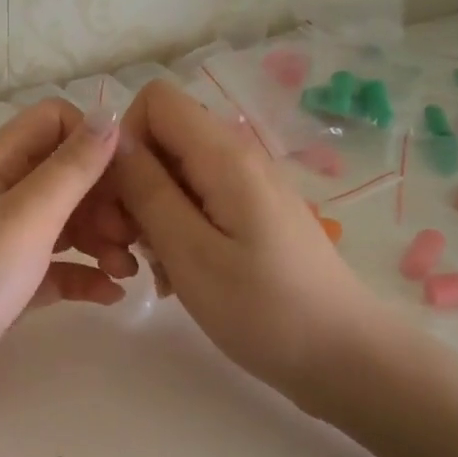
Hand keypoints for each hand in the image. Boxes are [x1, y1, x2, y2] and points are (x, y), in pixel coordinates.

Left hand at [0, 99, 138, 408]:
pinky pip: (57, 266)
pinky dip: (85, 274)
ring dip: (102, 238)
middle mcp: (0, 194)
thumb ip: (71, 167)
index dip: (93, 140)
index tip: (127, 178)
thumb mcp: (27, 216)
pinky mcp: (10, 282)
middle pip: (66, 174)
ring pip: (65, 221)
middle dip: (105, 198)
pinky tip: (111, 294)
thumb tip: (109, 116)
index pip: (53, 122)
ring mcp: (3, 240)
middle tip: (132, 235)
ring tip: (128, 271)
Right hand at [111, 80, 381, 403]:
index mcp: (224, 155)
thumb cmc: (263, 309)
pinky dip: (175, 230)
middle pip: (162, 138)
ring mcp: (247, 186)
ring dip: (150, 213)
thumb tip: (114, 142)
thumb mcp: (190, 253)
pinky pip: (197, 201)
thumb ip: (147, 190)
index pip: (155, 99)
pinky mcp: (252, 213)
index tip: (120, 197)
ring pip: (175, 173)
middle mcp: (237, 156)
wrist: (343, 357)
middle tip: (128, 245)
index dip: (126, 140)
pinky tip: (177, 274)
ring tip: (153, 268)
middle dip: (132, 183)